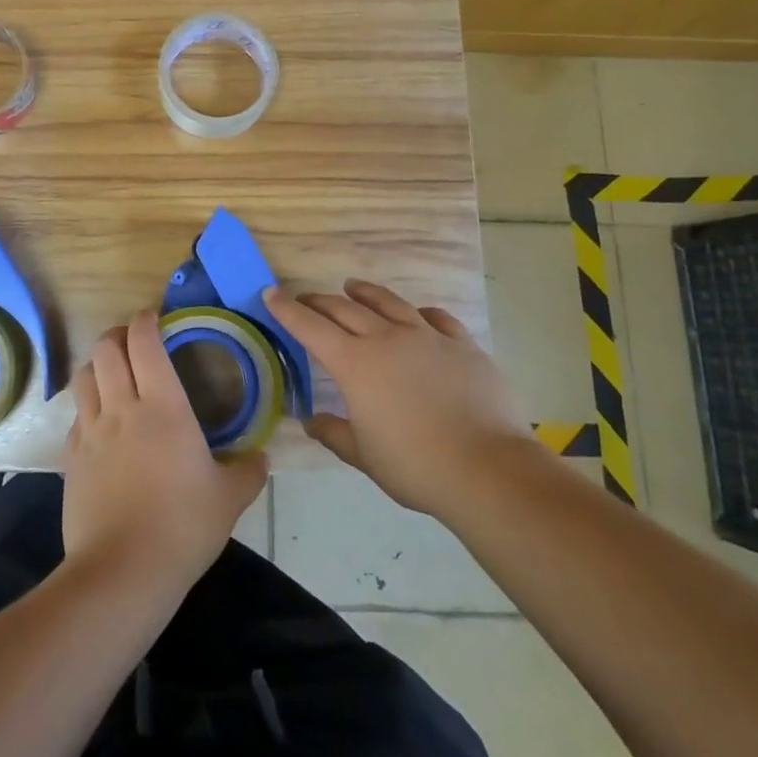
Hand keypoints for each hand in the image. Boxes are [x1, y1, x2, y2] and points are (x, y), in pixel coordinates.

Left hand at [62, 312, 266, 597]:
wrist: (123, 572)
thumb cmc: (183, 527)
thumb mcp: (229, 499)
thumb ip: (248, 471)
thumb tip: (260, 457)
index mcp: (163, 406)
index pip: (145, 343)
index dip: (145, 321)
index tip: (153, 317)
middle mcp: (121, 407)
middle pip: (107, 349)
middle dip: (118, 334)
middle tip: (133, 339)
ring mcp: (90, 432)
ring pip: (84, 376)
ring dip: (98, 364)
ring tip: (112, 372)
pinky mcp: (70, 458)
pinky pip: (76, 417)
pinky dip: (87, 407)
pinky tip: (99, 424)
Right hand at [264, 280, 537, 517]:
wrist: (487, 469)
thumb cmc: (415, 466)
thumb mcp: (364, 456)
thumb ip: (334, 433)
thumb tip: (311, 420)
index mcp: (355, 364)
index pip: (310, 327)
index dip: (287, 309)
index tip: (271, 293)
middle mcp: (386, 339)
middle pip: (345, 309)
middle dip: (320, 301)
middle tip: (306, 299)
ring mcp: (427, 337)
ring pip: (389, 303)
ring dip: (365, 293)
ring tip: (353, 287)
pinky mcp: (462, 344)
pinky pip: (435, 318)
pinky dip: (419, 313)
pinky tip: (417, 315)